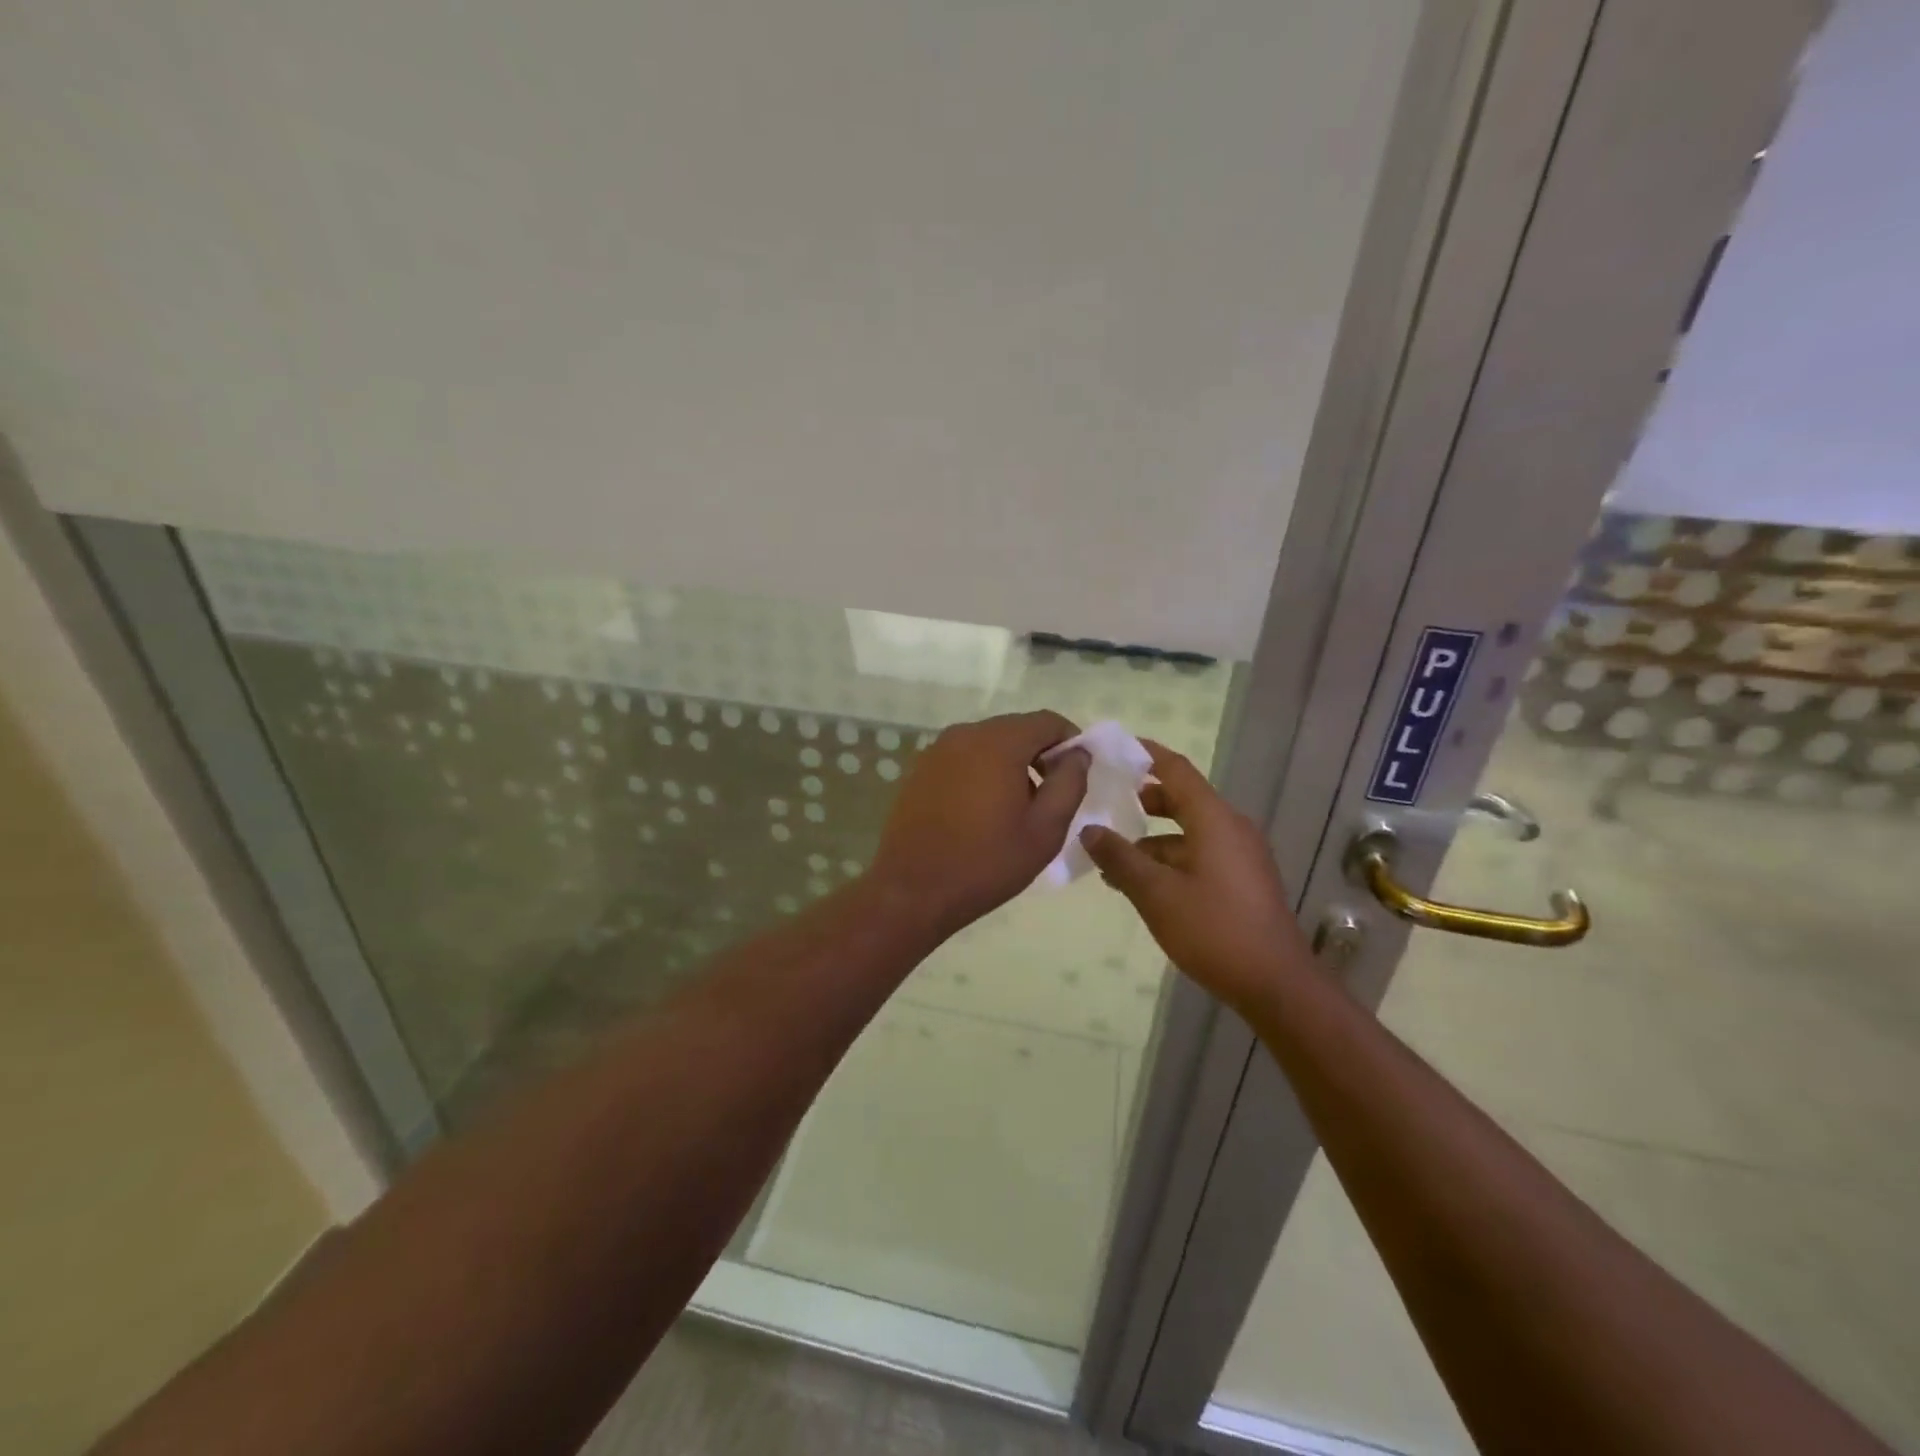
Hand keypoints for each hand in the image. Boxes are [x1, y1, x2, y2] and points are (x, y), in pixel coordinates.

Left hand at [869, 711, 1090, 936]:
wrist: (912, 890)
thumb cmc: (987, 862)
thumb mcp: (1045, 829)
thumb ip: (1069, 783)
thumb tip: (1077, 754)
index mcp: (999, 742)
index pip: (1048, 722)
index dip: (1070, 743)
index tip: (1076, 777)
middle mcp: (965, 734)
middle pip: (1016, 729)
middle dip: (1039, 755)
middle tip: (1049, 797)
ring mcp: (937, 750)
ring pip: (988, 743)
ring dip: (1010, 765)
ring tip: (1015, 809)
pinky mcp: (920, 769)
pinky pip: (963, 758)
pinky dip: (981, 772)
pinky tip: (981, 811)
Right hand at [1080, 741, 1309, 1012]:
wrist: (1276, 985)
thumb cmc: (1214, 930)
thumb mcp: (1155, 894)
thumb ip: (1120, 858)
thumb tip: (1089, 830)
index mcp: (1214, 819)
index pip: (1175, 769)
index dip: (1145, 754)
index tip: (1113, 749)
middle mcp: (1230, 828)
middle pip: (1181, 799)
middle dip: (1142, 800)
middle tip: (1103, 802)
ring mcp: (1240, 855)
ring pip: (1188, 832)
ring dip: (1151, 840)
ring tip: (1111, 857)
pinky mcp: (1242, 880)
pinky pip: (1200, 854)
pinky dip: (1170, 859)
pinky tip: (1142, 884)